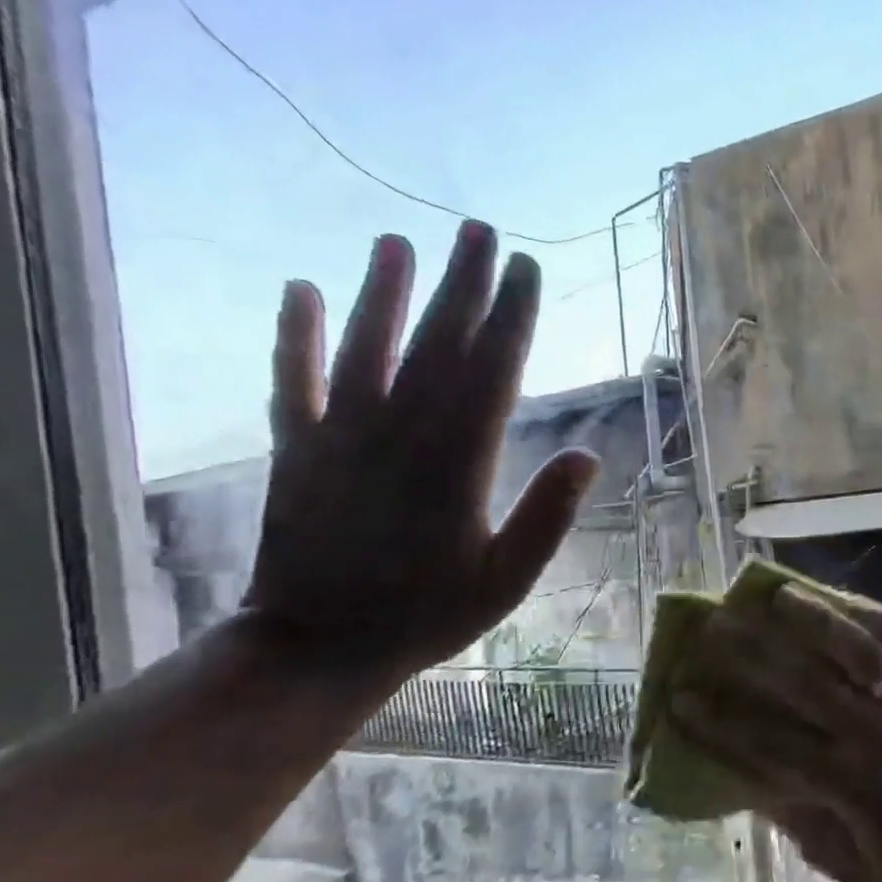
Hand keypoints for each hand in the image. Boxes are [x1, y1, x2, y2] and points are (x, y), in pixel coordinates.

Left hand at [241, 222, 598, 684]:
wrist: (315, 649)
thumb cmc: (425, 617)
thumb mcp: (506, 582)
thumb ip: (547, 518)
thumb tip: (589, 455)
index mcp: (459, 464)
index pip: (492, 372)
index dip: (512, 317)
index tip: (526, 270)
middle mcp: (401, 434)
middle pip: (436, 344)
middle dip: (461, 285)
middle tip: (479, 232)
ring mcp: (342, 437)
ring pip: (366, 349)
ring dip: (383, 292)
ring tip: (398, 241)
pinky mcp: (297, 451)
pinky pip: (292, 382)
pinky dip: (294, 336)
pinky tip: (299, 290)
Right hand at [670, 586, 881, 881]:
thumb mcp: (875, 880)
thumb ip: (816, 837)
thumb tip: (766, 797)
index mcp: (849, 786)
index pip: (766, 745)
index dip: (718, 722)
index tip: (681, 697)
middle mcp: (872, 732)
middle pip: (795, 685)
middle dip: (746, 658)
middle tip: (709, 632)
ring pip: (847, 651)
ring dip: (804, 621)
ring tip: (769, 595)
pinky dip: (871, 617)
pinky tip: (845, 600)